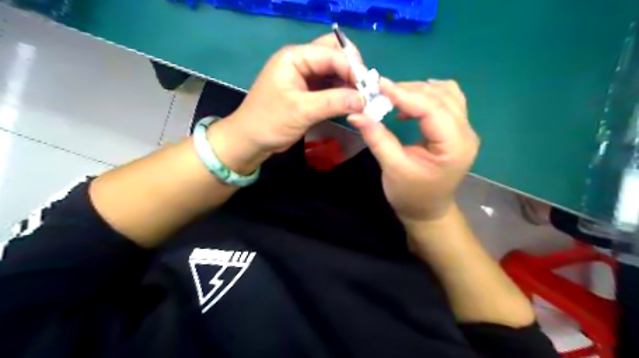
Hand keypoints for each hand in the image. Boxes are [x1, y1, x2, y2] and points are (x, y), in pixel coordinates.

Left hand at [209, 34, 364, 172]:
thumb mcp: (301, 111)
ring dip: (349, 83)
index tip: (369, 88)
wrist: (250, 140)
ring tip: (363, 99)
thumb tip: (363, 100)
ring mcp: (305, 76)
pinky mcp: (308, 92)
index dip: (352, 69)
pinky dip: (342, 93)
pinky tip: (352, 103)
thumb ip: (333, 102)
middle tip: (366, 90)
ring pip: (334, 72)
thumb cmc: (269, 122)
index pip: (331, 54)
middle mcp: (301, 61)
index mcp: (295, 57)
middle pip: (334, 56)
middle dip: (352, 71)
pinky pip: (330, 86)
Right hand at [349, 79, 478, 221]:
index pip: (432, 109)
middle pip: (441, 96)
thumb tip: (356, 114)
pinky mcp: (457, 130)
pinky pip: (447, 102)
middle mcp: (466, 133)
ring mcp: (465, 130)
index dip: (404, 94)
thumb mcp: (392, 168)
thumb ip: (377, 138)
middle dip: (410, 90)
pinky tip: (409, 105)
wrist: (427, 211)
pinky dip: (427, 97)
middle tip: (380, 92)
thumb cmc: (411, 195)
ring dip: (419, 90)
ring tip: (394, 96)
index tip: (378, 84)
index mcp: (454, 146)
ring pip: (447, 94)